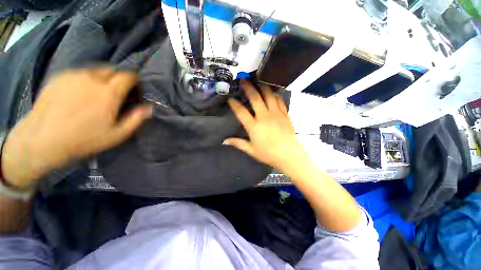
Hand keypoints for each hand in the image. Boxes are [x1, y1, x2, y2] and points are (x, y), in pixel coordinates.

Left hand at [1, 67, 151, 189]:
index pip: (127, 75)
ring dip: (103, 77)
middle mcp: (92, 78)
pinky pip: (79, 72)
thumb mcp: (117, 134)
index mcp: (108, 92)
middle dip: (119, 77)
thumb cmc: (84, 139)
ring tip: (98, 91)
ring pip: (95, 69)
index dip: (134, 80)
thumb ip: (136, 119)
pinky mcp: (59, 77)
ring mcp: (73, 75)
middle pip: (112, 69)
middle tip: (117, 90)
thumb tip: (150, 108)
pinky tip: (81, 91)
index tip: (134, 88)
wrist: (42, 140)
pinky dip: (86, 78)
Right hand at [224, 81, 305, 168]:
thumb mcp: (251, 150)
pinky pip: (279, 100)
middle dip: (248, 88)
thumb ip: (238, 143)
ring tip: (257, 82)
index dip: (234, 104)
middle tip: (243, 80)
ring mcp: (276, 114)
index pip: (241, 112)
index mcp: (254, 127)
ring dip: (262, 87)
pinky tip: (271, 92)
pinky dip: (274, 94)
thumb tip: (224, 141)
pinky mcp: (284, 114)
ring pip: (268, 95)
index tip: (230, 99)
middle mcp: (264, 117)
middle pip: (255, 98)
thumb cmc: (269, 154)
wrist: (289, 155)